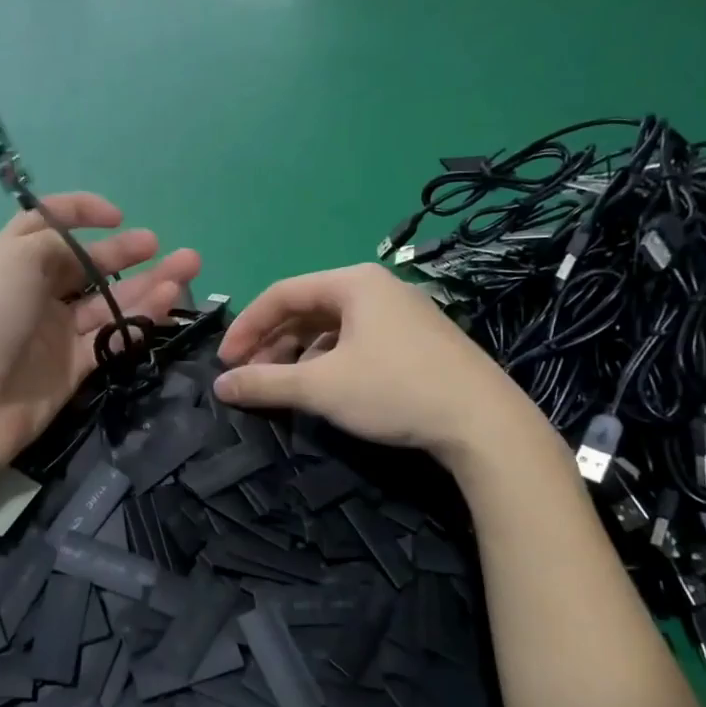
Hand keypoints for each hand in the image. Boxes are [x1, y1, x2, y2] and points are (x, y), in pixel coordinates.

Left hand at [0, 193, 200, 478]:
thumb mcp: (14, 260)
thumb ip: (56, 245)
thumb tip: (83, 254)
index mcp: (9, 261)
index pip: (46, 225)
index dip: (80, 213)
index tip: (116, 216)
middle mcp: (32, 293)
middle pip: (86, 266)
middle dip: (125, 252)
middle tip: (161, 246)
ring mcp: (53, 332)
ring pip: (107, 302)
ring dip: (146, 285)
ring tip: (187, 268)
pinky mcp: (71, 368)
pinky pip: (112, 337)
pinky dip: (139, 320)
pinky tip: (167, 303)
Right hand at [213, 264, 557, 472]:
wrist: (485, 424)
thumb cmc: (394, 390)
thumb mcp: (320, 387)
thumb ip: (264, 383)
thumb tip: (220, 385)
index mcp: (353, 282)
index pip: (282, 293)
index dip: (246, 327)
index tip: (225, 362)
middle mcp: (378, 288)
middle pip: (307, 308)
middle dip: (272, 343)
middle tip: (250, 378)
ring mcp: (402, 314)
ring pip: (332, 327)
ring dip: (298, 354)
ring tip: (282, 386)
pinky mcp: (417, 341)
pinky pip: (357, 341)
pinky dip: (329, 361)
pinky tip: (324, 388)